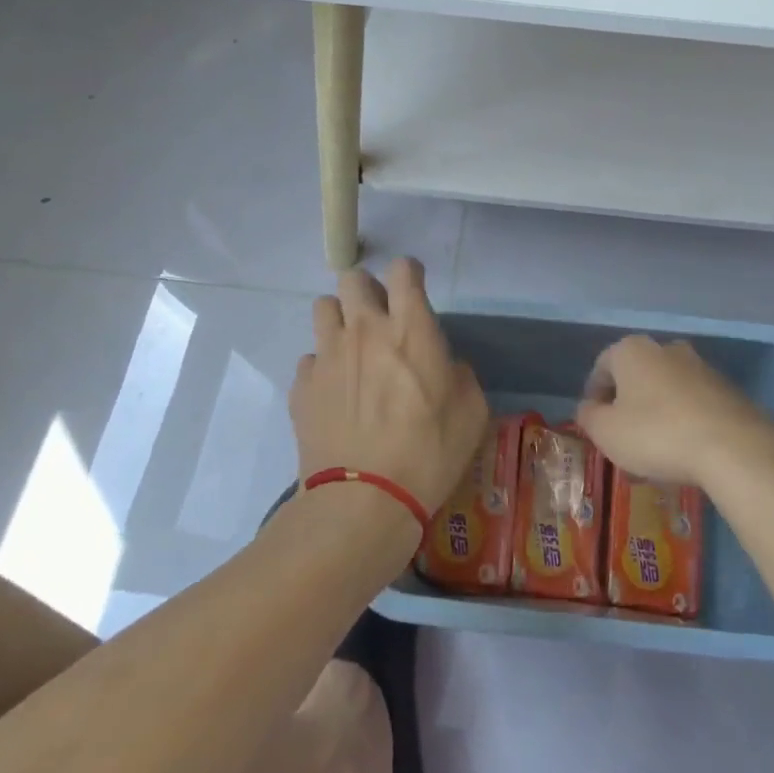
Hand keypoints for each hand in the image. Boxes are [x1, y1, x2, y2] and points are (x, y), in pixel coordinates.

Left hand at [291, 259, 488, 515]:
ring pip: (323, 307)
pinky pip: (310, 359)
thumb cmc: (428, 453)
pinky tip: (335, 394)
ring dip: (339, 320)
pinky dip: (322, 368)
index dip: (409, 273)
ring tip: (352, 350)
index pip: (402, 269)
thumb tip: (444, 366)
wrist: (363, 502)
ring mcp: (327, 355)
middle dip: (367, 289)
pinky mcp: (302, 386)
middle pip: (352, 278)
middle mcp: (364, 329)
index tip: (413, 290)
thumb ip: (459, 374)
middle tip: (379, 318)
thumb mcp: (472, 411)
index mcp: (410, 328)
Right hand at [576, 335, 773, 488]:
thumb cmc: (656, 434)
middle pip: (636, 376)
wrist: (732, 447)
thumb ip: (588, 416)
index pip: (602, 366)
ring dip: (655, 414)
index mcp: (632, 350)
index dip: (594, 396)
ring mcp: (700, 366)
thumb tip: (588, 407)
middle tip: (623, 439)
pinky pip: (692, 403)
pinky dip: (683, 421)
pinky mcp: (726, 389)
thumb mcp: (606, 432)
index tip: (594, 424)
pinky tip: (683, 451)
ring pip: (665, 390)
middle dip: (627, 405)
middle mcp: (666, 348)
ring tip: (654, 452)